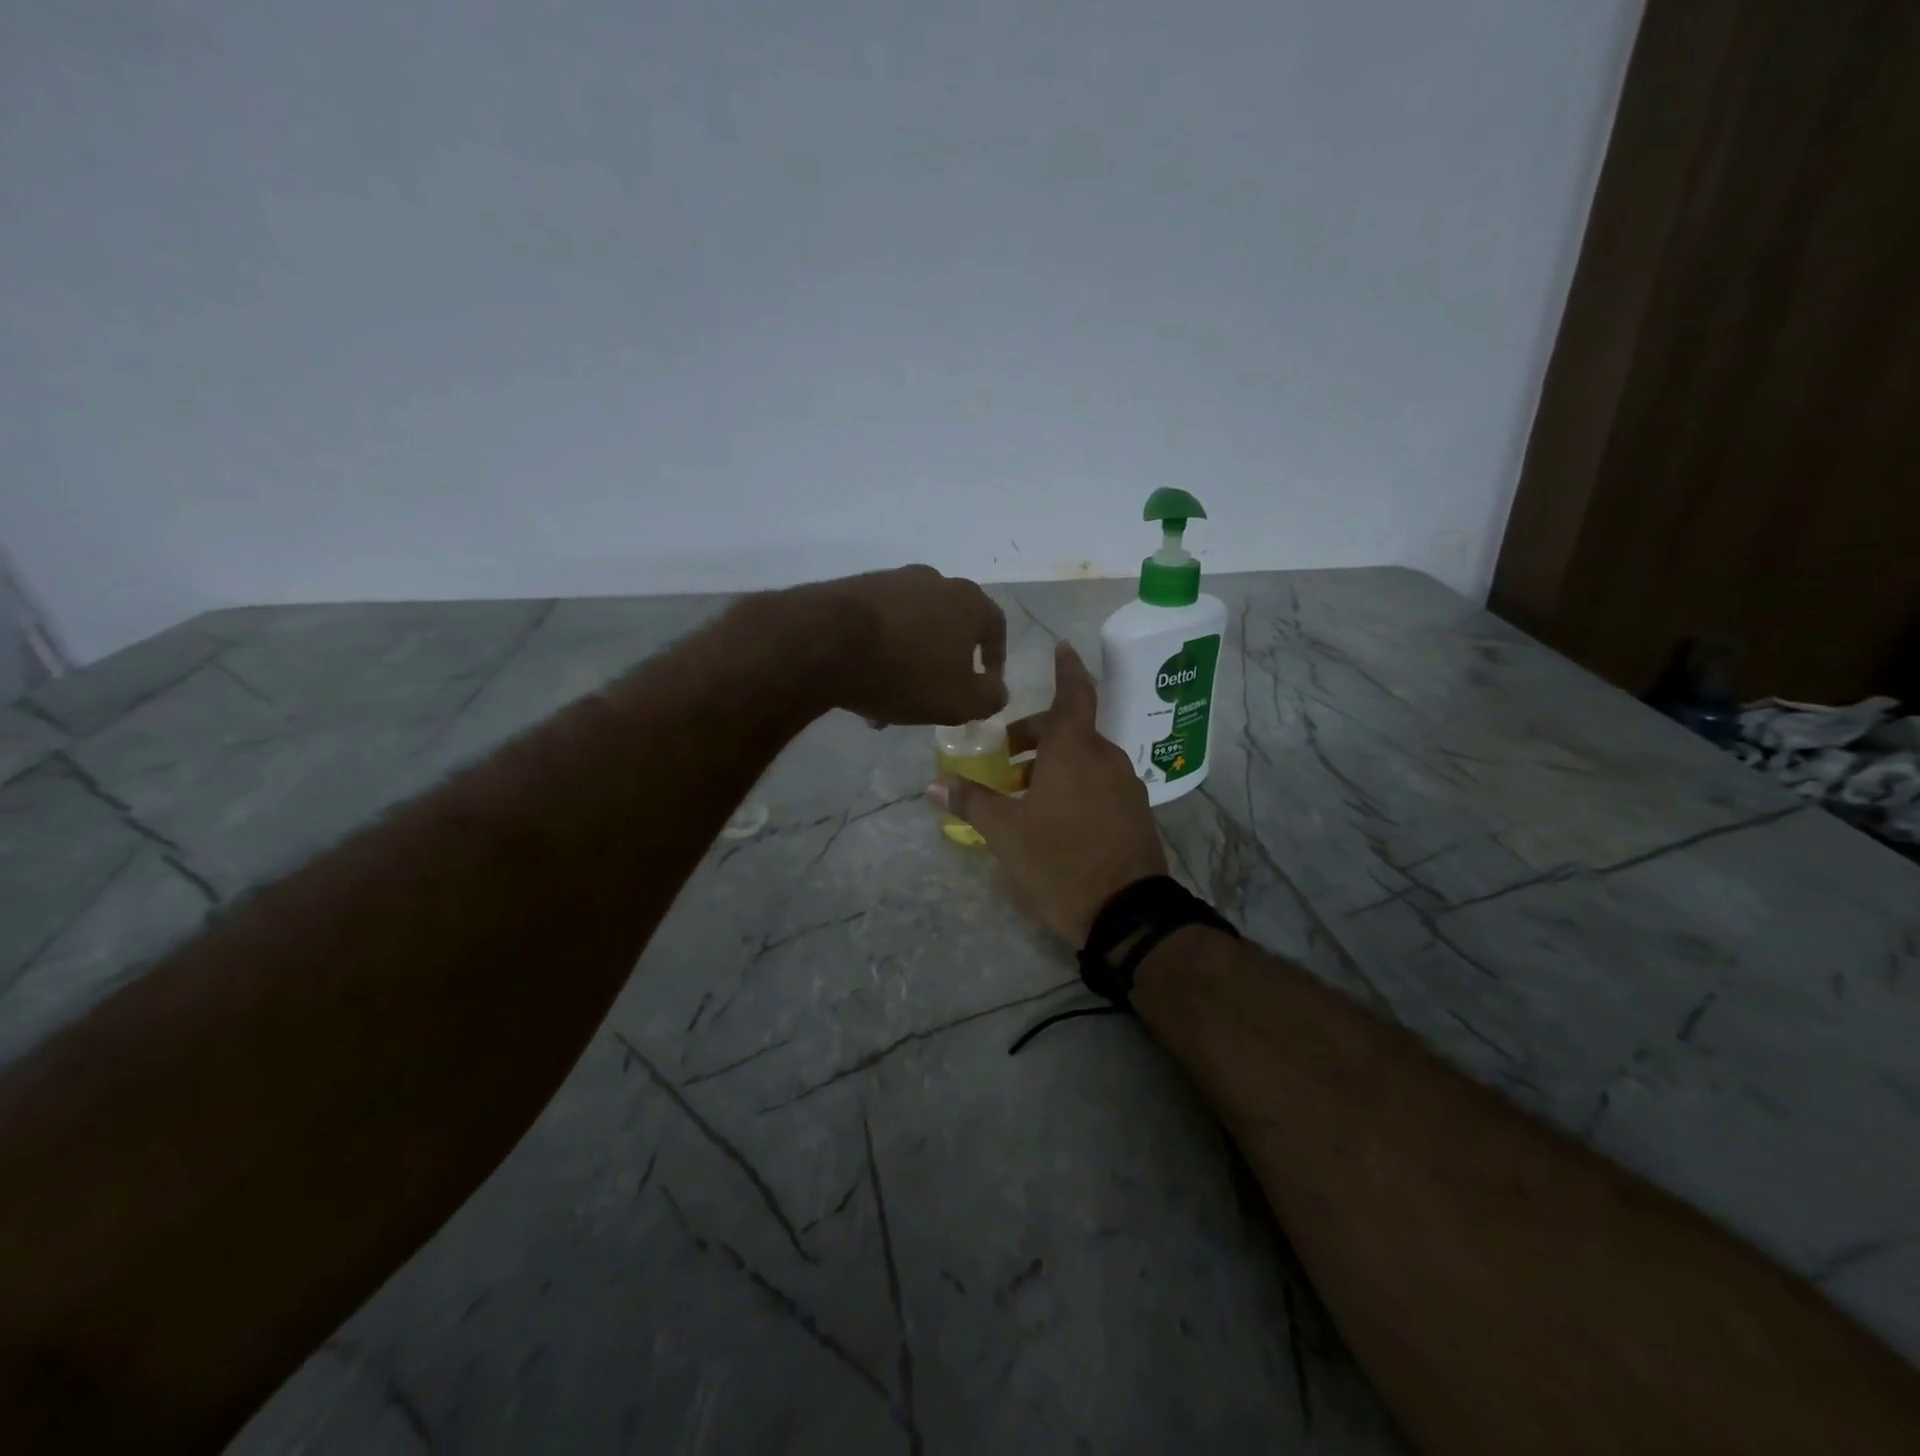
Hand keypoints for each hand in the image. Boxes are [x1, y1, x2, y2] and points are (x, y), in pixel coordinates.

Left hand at [793, 566, 1007, 726]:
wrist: (826, 642)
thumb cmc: (906, 672)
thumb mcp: (960, 701)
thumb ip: (989, 698)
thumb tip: (996, 690)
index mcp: (968, 601)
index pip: (995, 627)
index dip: (995, 659)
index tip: (986, 684)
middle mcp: (934, 581)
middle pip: (949, 628)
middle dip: (945, 666)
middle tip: (935, 698)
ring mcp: (891, 581)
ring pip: (912, 629)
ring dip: (908, 663)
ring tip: (891, 702)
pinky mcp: (854, 588)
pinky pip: (879, 626)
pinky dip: (879, 653)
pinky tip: (863, 684)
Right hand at [929, 642, 1166, 943]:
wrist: (1127, 914)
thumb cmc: (1060, 862)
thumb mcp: (1006, 834)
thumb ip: (972, 802)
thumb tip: (932, 784)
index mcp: (1075, 751)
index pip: (1073, 694)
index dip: (1066, 669)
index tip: (1061, 647)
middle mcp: (1106, 758)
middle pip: (1070, 730)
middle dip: (1035, 737)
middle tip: (1004, 759)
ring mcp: (1126, 786)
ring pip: (1084, 759)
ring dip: (1053, 765)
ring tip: (1022, 795)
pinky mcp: (1135, 812)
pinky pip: (1099, 782)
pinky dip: (1074, 784)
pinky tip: (1053, 817)